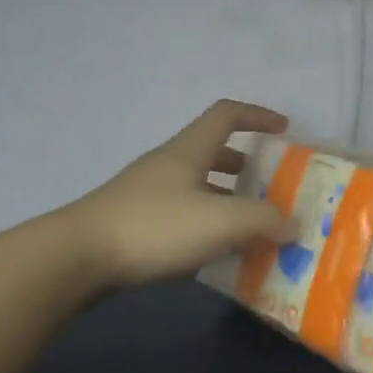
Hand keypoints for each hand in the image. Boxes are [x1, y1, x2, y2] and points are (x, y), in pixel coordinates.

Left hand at [70, 100, 292, 289]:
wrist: (77, 257)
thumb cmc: (155, 227)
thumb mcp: (220, 221)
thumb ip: (264, 220)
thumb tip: (295, 224)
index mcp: (189, 150)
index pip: (226, 115)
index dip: (257, 115)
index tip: (283, 128)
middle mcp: (168, 165)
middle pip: (212, 151)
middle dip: (245, 164)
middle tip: (270, 185)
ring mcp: (147, 194)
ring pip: (196, 186)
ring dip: (225, 199)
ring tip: (250, 226)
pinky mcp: (133, 223)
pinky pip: (180, 215)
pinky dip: (204, 225)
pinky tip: (214, 253)